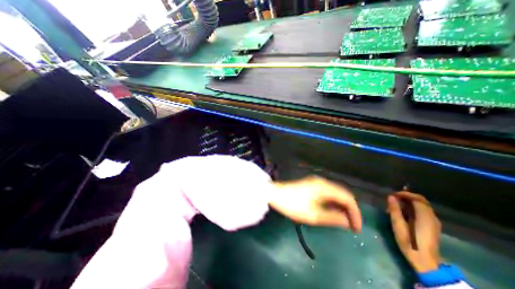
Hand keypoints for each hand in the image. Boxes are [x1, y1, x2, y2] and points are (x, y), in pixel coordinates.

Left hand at [270, 176, 360, 231]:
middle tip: (351, 225)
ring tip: (343, 221)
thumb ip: (332, 218)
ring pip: (335, 193)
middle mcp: (323, 182)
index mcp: (324, 187)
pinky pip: (327, 193)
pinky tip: (332, 211)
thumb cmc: (293, 205)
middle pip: (343, 194)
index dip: (355, 213)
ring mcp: (316, 182)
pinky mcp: (312, 185)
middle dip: (349, 209)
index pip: (347, 198)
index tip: (357, 228)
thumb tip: (347, 221)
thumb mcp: (313, 215)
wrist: (275, 194)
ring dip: (341, 206)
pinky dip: (332, 202)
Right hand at [389, 192, 439, 272]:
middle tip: (394, 198)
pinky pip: (423, 211)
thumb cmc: (409, 242)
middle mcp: (432, 217)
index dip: (404, 194)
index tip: (393, 195)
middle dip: (407, 197)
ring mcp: (434, 222)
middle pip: (421, 200)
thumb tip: (391, 196)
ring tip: (396, 205)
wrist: (425, 262)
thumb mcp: (398, 225)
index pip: (417, 198)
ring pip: (422, 206)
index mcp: (424, 216)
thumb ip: (395, 209)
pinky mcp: (432, 226)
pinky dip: (413, 208)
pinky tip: (404, 212)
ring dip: (409, 202)